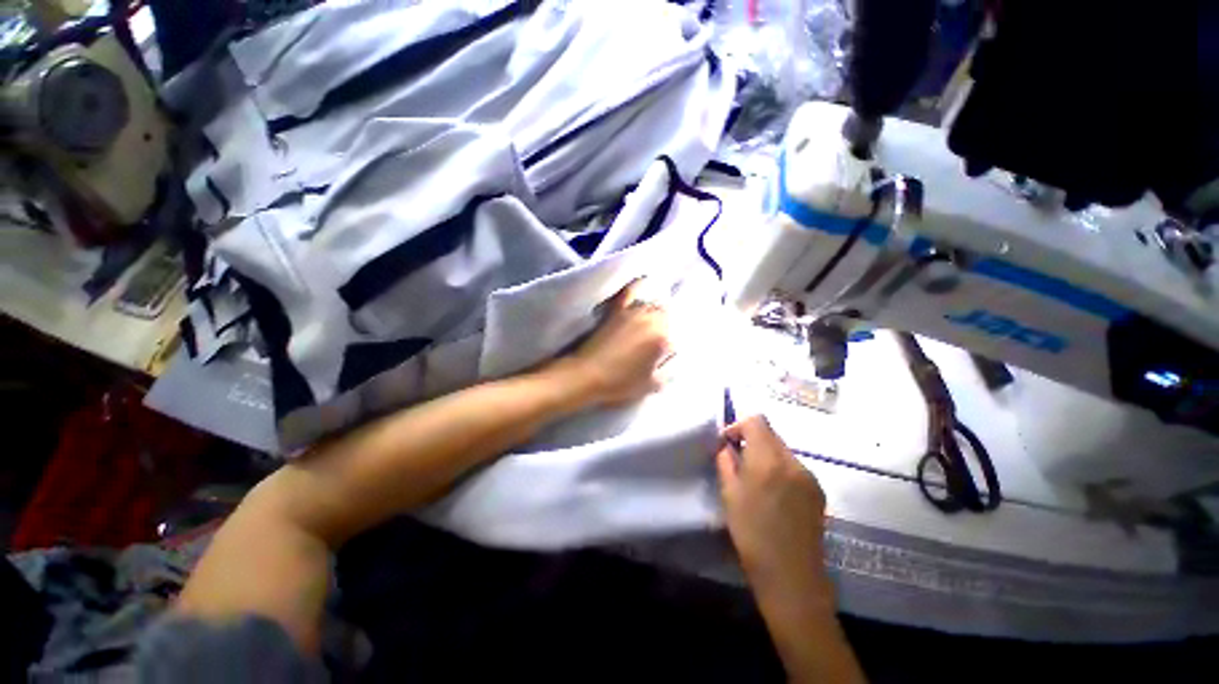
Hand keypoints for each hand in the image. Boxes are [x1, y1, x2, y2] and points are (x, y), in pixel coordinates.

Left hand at [563, 280, 672, 407]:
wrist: (586, 374)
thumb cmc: (619, 383)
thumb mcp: (651, 385)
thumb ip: (668, 371)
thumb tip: (671, 359)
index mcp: (662, 339)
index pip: (676, 338)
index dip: (668, 350)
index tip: (661, 359)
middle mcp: (651, 319)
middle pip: (666, 317)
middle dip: (664, 327)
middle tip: (655, 343)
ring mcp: (632, 312)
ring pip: (652, 305)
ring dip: (654, 312)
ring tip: (650, 323)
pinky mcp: (616, 309)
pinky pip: (630, 291)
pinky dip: (638, 285)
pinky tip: (644, 280)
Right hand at [716, 416, 830, 601]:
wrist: (791, 577)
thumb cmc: (752, 534)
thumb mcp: (729, 494)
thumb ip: (726, 462)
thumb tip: (725, 446)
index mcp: (768, 460)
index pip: (756, 421)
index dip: (738, 426)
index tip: (727, 445)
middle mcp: (793, 461)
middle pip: (771, 434)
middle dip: (751, 441)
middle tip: (737, 463)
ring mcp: (809, 477)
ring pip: (782, 450)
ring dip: (765, 456)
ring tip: (755, 481)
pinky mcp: (818, 491)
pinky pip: (794, 467)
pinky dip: (779, 470)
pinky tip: (773, 495)